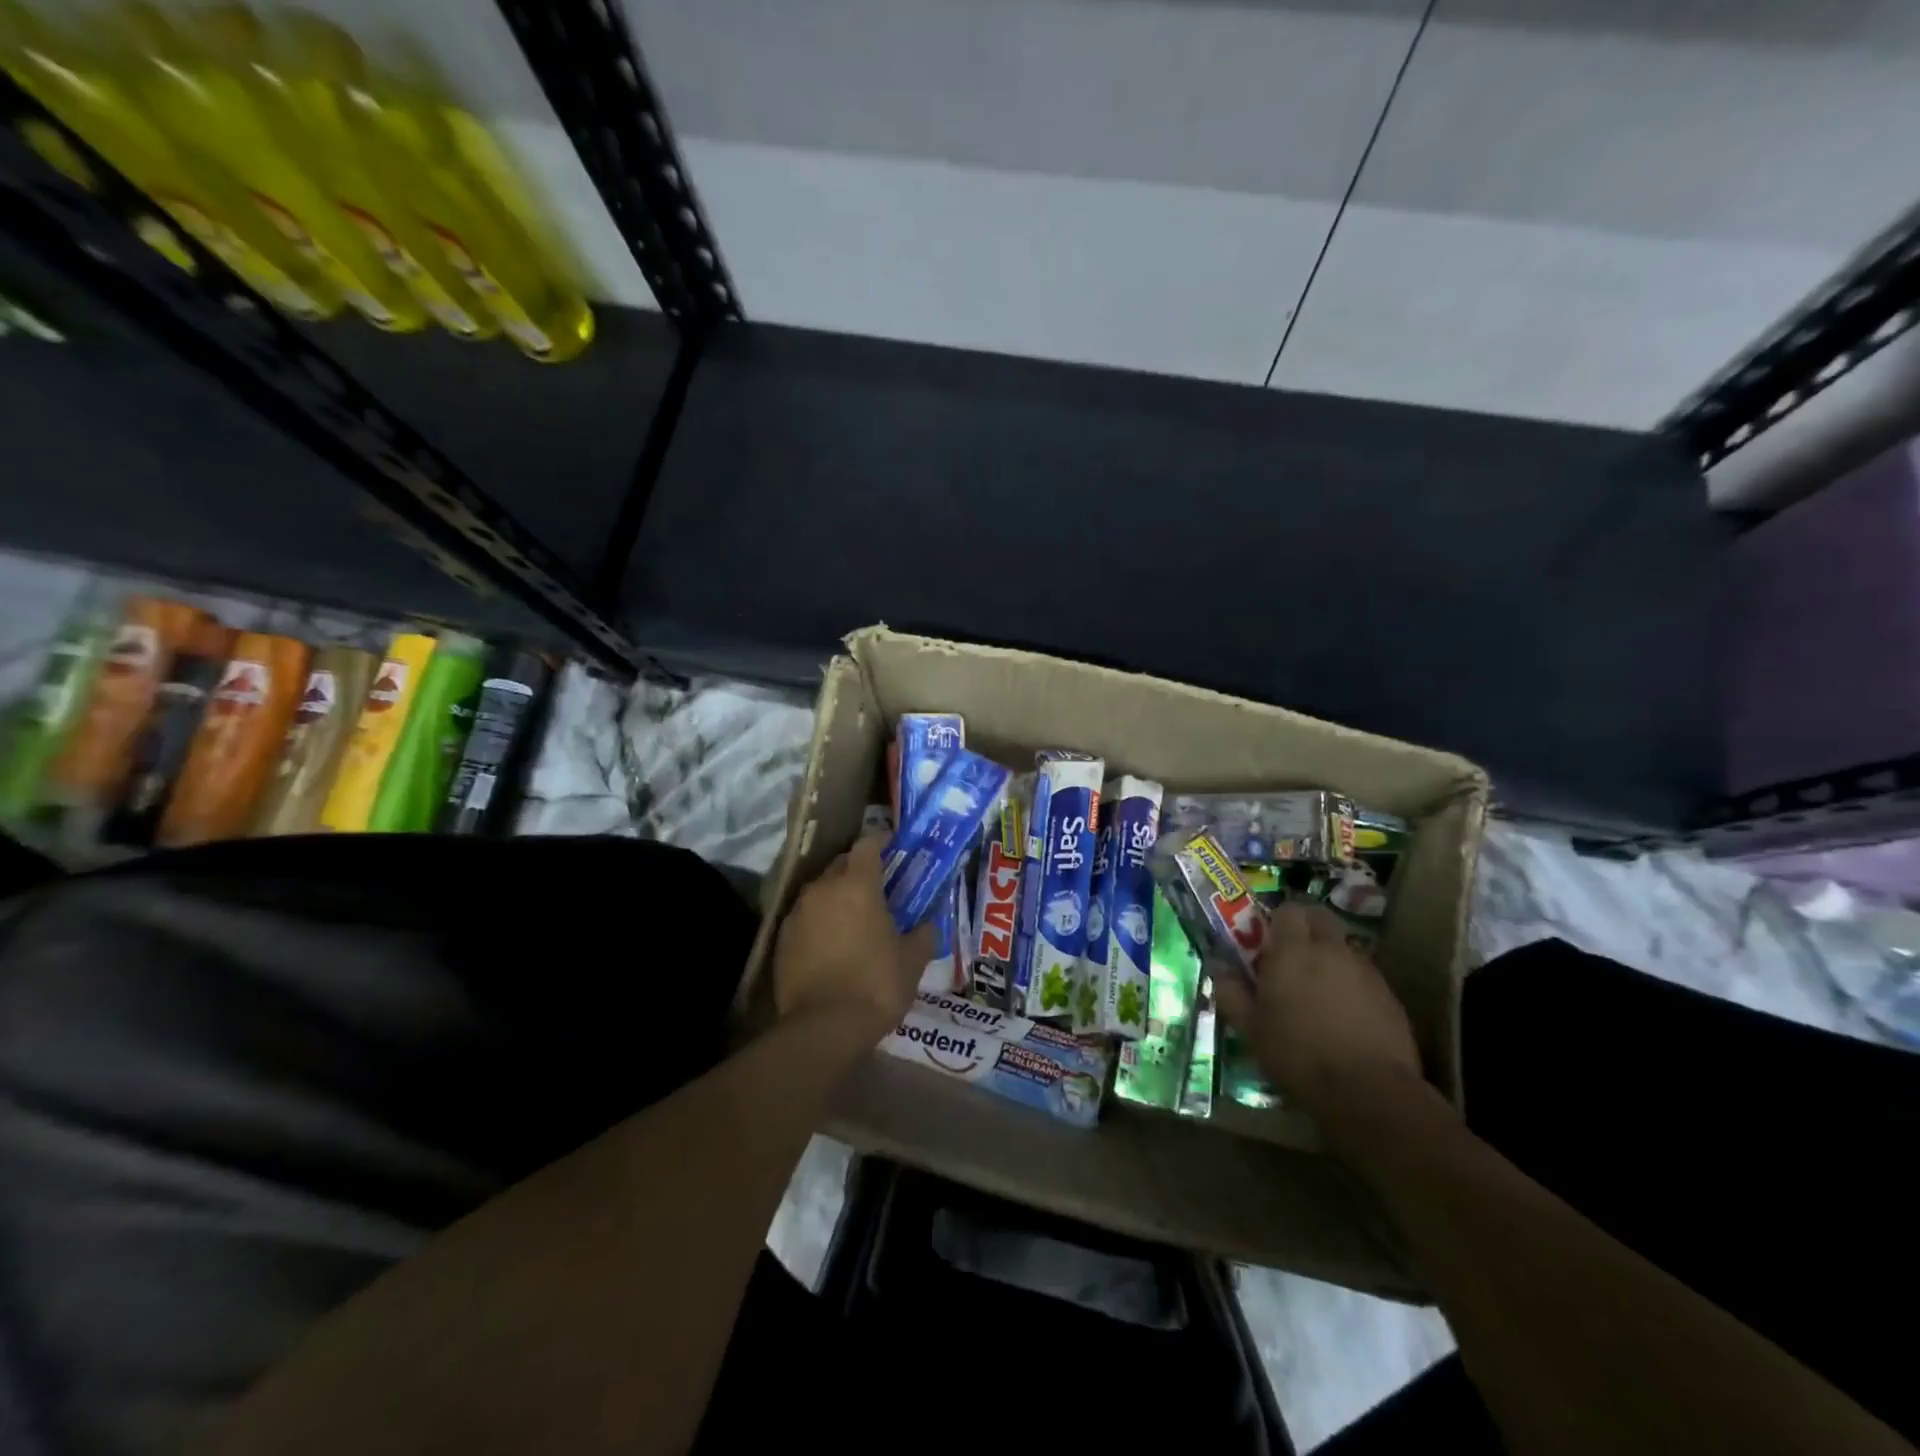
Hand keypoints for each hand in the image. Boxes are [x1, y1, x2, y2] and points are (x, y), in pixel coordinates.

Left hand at [773, 832, 935, 1041]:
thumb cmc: (876, 984)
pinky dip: (819, 921)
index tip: (893, 846)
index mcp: (857, 884)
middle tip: (878, 887)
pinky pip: (805, 917)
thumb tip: (929, 922)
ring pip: (820, 891)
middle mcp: (823, 888)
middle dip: (858, 870)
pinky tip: (831, 942)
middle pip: (841, 864)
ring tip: (854, 917)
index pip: (867, 844)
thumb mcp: (913, 959)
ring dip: (837, 896)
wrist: (823, 1027)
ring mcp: (798, 912)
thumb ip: (923, 933)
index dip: (881, 841)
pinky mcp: (781, 938)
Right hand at [1213, 902, 1428, 1132]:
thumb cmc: (1298, 1055)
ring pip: (1344, 947)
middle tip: (1292, 955)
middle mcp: (1331, 950)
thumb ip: (1232, 992)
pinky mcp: (1390, 996)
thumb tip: (1220, 968)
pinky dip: (1352, 983)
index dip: (1278, 921)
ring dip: (1330, 956)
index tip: (1267, 942)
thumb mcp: (1251, 1029)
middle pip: (1321, 918)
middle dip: (1307, 927)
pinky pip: (1364, 976)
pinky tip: (1344, 1014)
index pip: (1288, 910)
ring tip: (1318, 989)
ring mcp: (1365, 971)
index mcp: (1293, 951)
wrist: (1369, 1092)